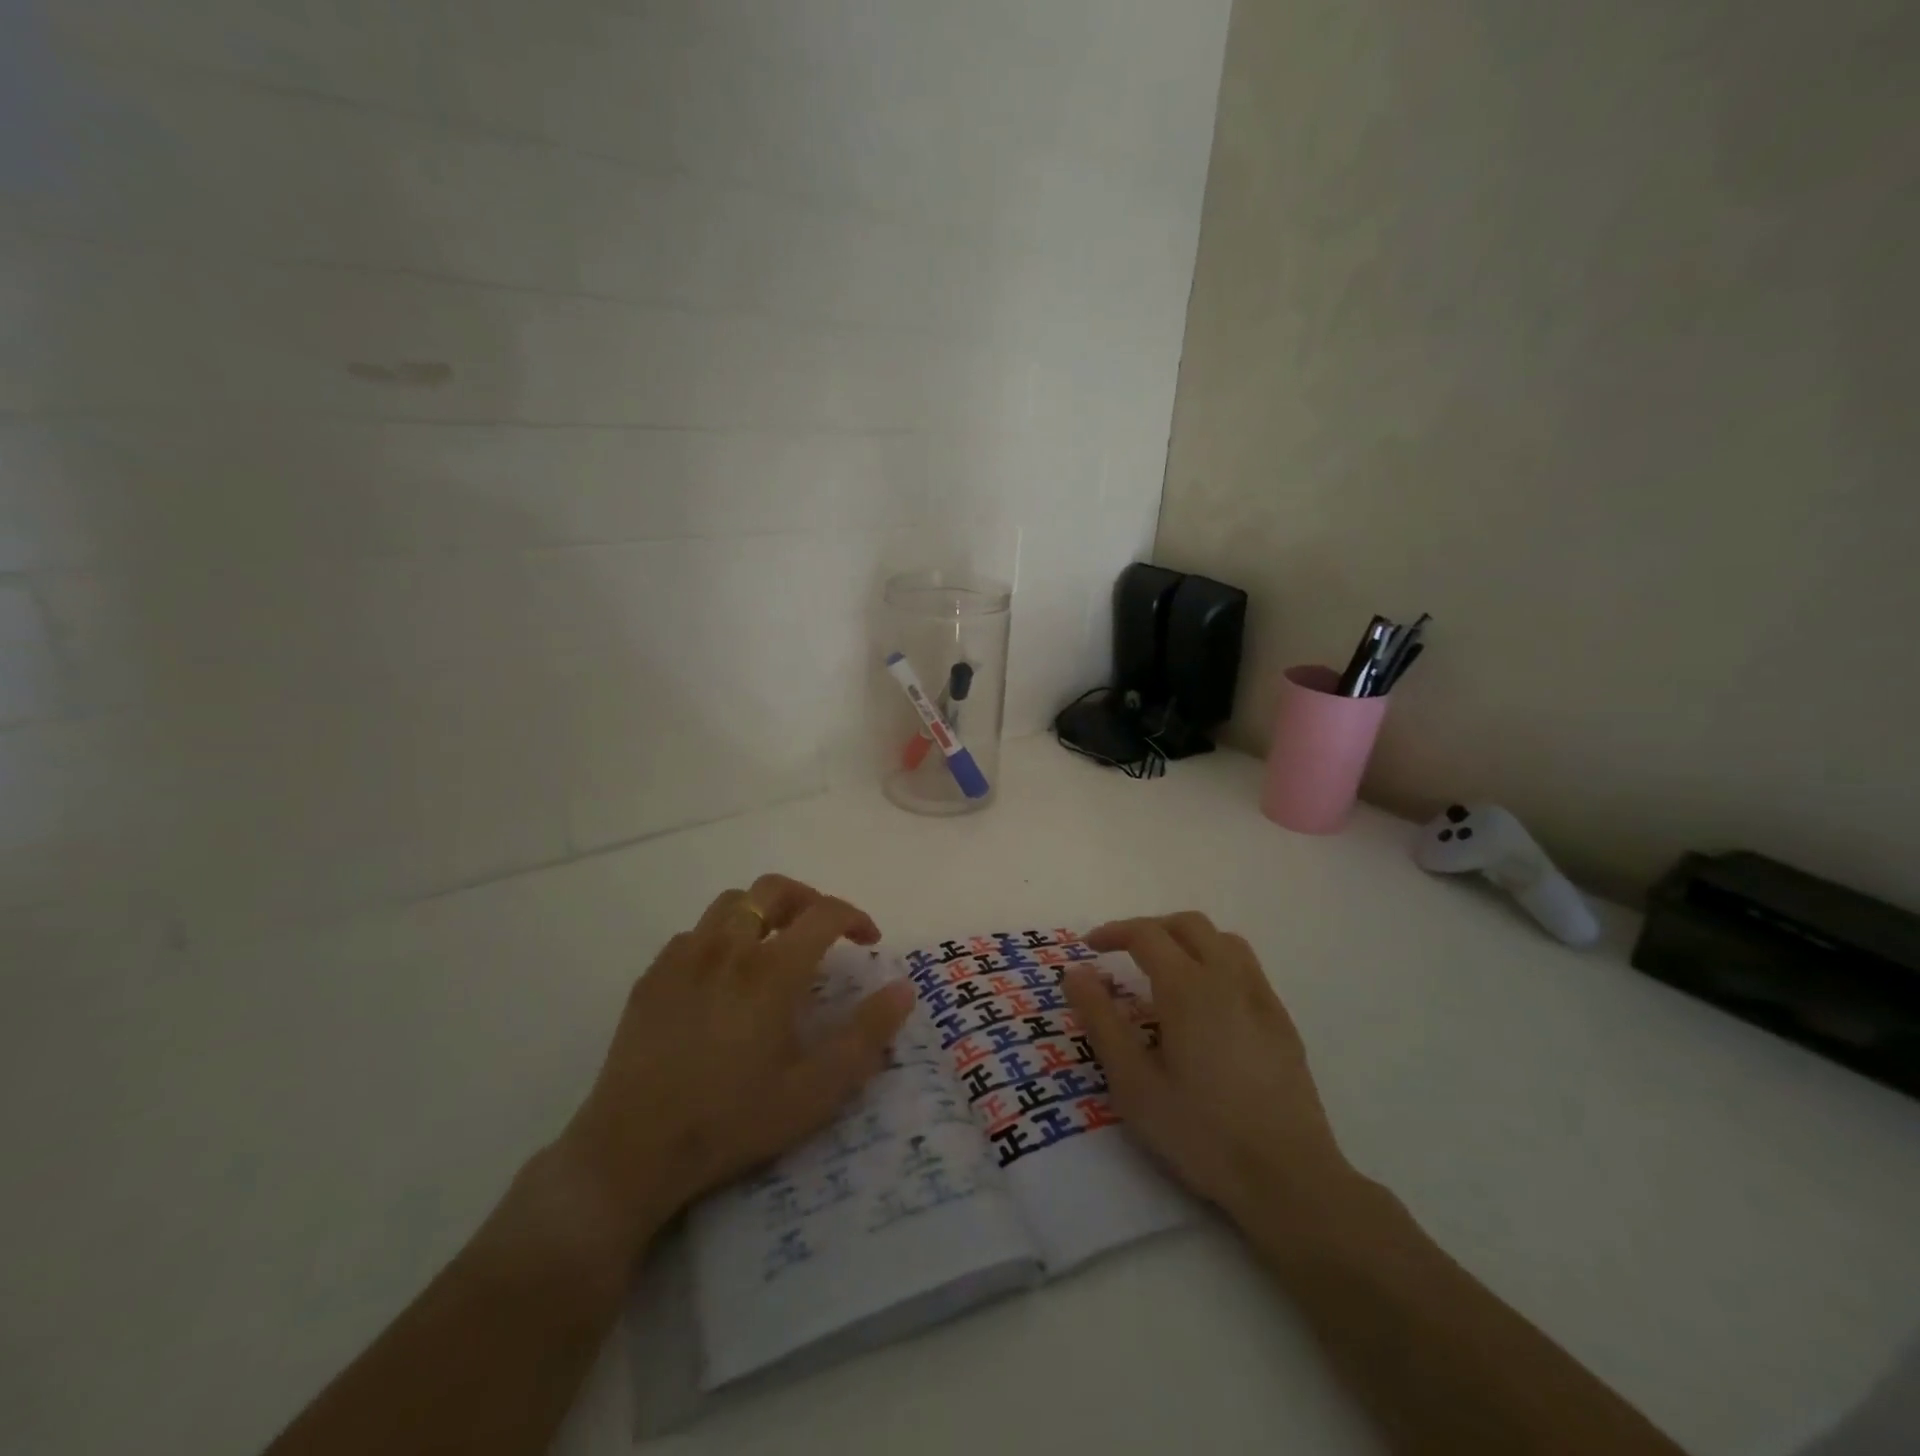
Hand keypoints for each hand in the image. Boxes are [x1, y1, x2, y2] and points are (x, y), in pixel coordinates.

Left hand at [555, 874, 912, 1257]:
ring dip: (763, 912)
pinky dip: (721, 937)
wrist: (630, 1153)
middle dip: (808, 898)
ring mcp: (683, 959)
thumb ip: (866, 1036)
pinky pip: (694, 933)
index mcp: (771, 972)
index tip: (869, 940)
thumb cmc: (731, 1122)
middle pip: (773, 889)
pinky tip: (723, 976)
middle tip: (823, 930)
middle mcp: (727, 949)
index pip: (824, 913)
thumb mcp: (814, 1092)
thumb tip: (903, 988)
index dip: (855, 916)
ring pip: (731, 903)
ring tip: (775, 946)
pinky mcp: (651, 977)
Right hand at [1063, 913, 1351, 1223]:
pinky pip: (1246, 967)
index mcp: (1187, 987)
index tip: (1090, 947)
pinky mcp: (1282, 1021)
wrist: (1289, 1177)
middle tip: (1123, 953)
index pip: (1146, 934)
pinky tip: (1207, 1003)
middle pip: (1188, 924)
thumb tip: (1076, 972)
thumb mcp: (1133, 1083)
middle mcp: (1227, 978)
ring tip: (1165, 969)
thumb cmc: (1201, 1132)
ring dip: (1187, 939)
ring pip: (1223, 940)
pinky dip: (1216, 961)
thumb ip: (1101, 1021)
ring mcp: (1261, 997)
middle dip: (1150, 928)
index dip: (1114, 932)